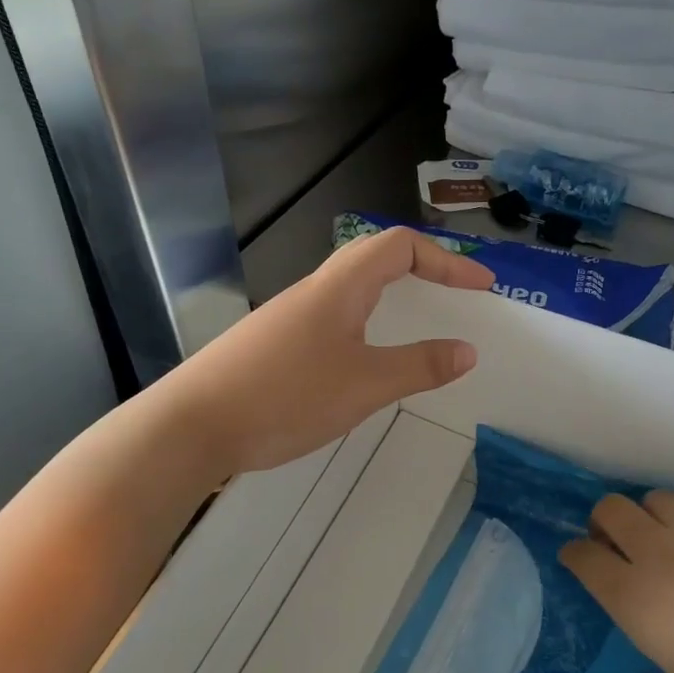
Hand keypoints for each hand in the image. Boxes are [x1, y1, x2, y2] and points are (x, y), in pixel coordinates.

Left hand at [159, 227, 494, 477]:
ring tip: (418, 331)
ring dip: (391, 302)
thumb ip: (419, 367)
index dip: (446, 260)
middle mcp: (313, 292)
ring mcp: (288, 319)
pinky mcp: (272, 347)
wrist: (192, 425)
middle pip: (374, 261)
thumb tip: (467, 350)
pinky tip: (364, 367)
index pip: (400, 246)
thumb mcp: (364, 385)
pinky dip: (365, 329)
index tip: (481, 286)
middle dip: (423, 273)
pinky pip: (332, 323)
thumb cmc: (286, 396)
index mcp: (339, 287)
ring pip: (350, 293)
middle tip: (455, 299)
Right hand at [560, 493, 673, 672]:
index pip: (585, 556)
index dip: (574, 554)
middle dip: (603, 522)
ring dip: (650, 516)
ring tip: (668, 549)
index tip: (578, 562)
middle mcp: (664, 555)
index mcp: (638, 598)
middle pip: (612, 509)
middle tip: (616, 549)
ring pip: (659, 500)